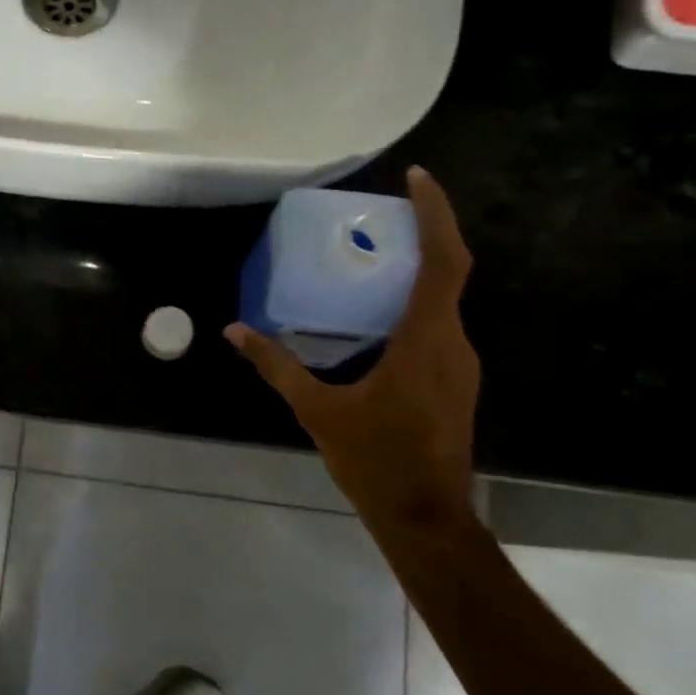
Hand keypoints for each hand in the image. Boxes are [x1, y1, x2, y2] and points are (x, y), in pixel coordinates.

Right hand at [227, 166, 479, 537]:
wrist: (425, 517)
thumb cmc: (375, 461)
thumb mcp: (318, 410)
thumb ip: (277, 366)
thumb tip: (236, 330)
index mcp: (425, 340)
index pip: (443, 261)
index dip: (435, 214)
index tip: (416, 177)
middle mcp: (453, 343)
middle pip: (447, 272)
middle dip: (421, 234)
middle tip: (379, 213)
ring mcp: (459, 364)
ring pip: (443, 301)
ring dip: (416, 270)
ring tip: (371, 256)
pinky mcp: (454, 381)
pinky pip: (437, 325)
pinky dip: (413, 303)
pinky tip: (375, 315)